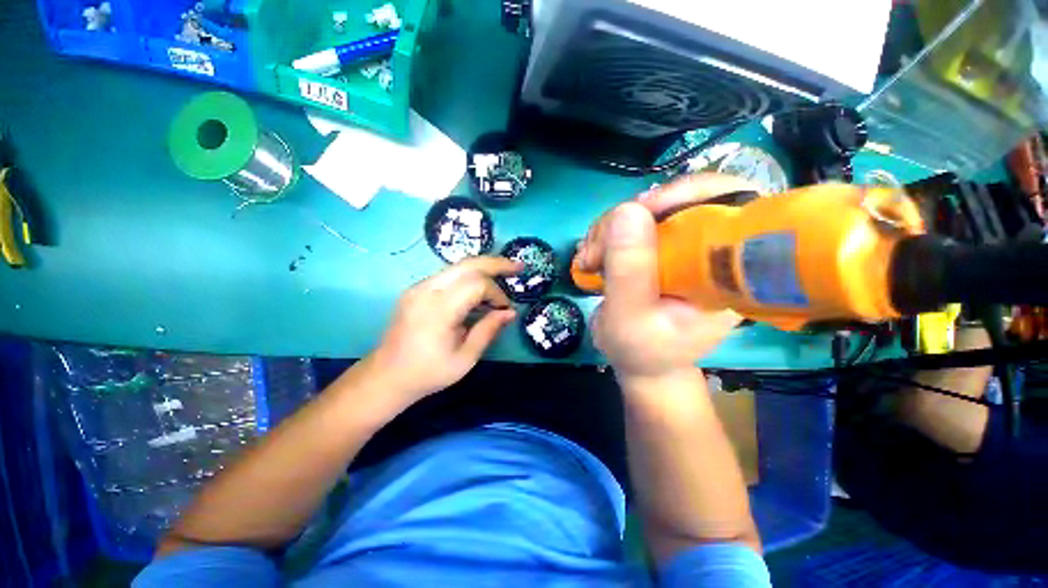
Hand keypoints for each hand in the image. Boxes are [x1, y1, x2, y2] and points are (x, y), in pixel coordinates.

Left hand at [369, 256, 520, 404]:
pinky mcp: (417, 289)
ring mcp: (419, 287)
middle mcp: (427, 290)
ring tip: (504, 272)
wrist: (386, 376)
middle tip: (518, 266)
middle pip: (467, 264)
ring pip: (458, 266)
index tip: (504, 310)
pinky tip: (480, 287)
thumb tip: (510, 312)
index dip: (496, 293)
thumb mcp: (465, 358)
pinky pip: (448, 275)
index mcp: (438, 309)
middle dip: (496, 263)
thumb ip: (488, 330)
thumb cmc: (428, 372)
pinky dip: (469, 276)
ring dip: (483, 268)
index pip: (476, 284)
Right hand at [576, 174, 752, 383]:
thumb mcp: (629, 318)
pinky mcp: (658, 248)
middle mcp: (708, 252)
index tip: (643, 209)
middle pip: (679, 200)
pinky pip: (630, 223)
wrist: (639, 362)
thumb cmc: (641, 350)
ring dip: (609, 229)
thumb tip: (627, 210)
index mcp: (724, 272)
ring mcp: (681, 248)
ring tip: (589, 261)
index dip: (691, 192)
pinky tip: (591, 257)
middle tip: (596, 250)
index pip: (733, 205)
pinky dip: (605, 235)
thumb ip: (629, 271)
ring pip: (648, 210)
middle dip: (629, 218)